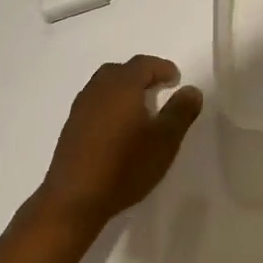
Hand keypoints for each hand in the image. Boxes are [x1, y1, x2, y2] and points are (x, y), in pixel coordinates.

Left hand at [35, 56, 203, 234]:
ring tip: (139, 109)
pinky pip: (94, 104)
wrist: (75, 198)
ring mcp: (80, 107)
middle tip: (158, 89)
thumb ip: (181, 111)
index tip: (176, 79)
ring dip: (123, 90)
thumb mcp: (165, 140)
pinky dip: (109, 105)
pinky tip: (117, 128)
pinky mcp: (71, 127)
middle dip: (141, 75)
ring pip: (104, 86)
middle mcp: (98, 88)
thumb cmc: (125, 165)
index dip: (162, 67)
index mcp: (122, 85)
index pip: (143, 64)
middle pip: (121, 70)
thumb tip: (192, 89)